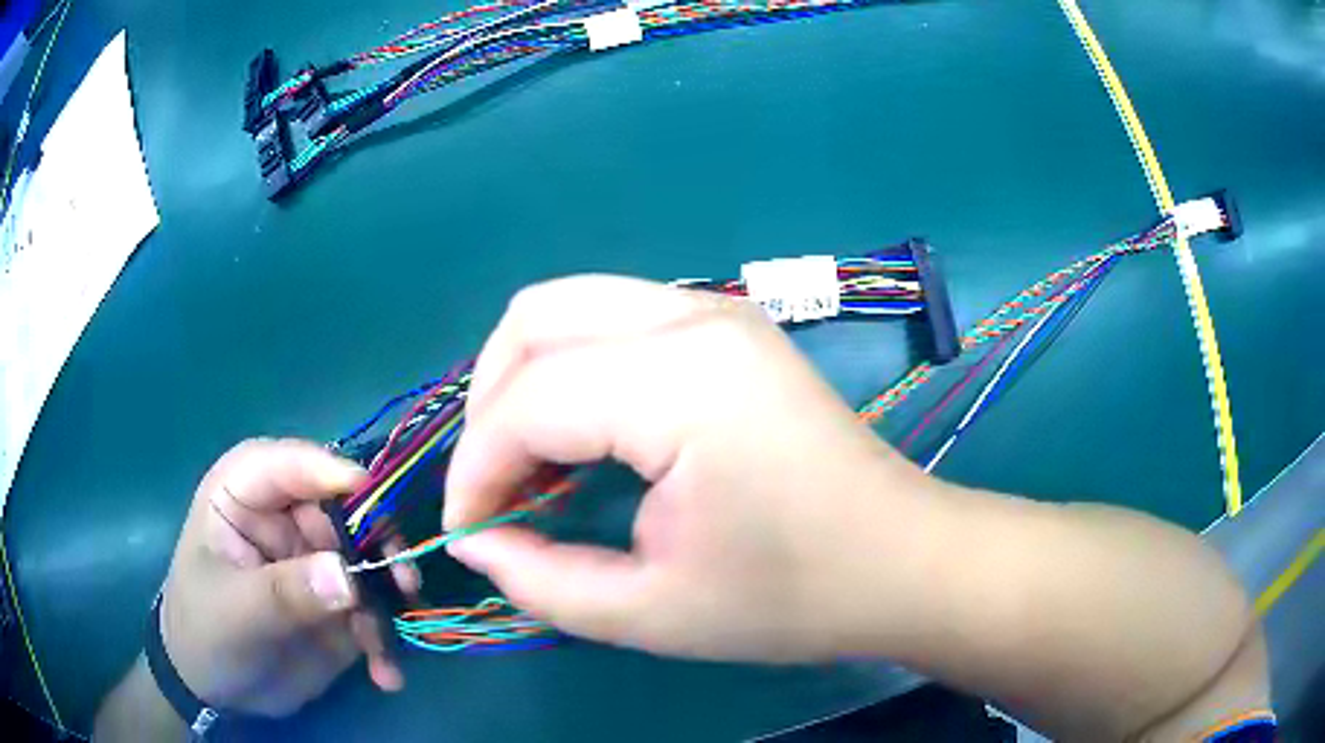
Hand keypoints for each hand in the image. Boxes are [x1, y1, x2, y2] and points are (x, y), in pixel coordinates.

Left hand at [159, 438, 419, 716]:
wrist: (215, 688)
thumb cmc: (204, 630)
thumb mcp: (236, 611)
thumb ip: (285, 591)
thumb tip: (348, 576)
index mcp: (245, 494)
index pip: (288, 465)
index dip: (331, 474)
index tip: (375, 501)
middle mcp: (286, 518)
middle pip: (345, 510)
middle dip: (378, 545)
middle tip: (405, 582)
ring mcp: (316, 562)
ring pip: (369, 562)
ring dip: (390, 598)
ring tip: (389, 641)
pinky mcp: (338, 604)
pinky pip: (374, 611)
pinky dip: (385, 640)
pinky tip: (385, 674)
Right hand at [442, 276, 935, 661]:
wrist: (900, 560)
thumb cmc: (793, 596)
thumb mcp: (651, 611)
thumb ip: (540, 579)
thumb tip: (474, 539)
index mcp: (683, 380)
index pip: (528, 400)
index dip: (475, 469)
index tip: (466, 532)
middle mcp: (695, 317)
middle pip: (534, 319)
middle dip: (488, 405)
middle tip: (494, 489)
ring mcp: (716, 311)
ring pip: (568, 308)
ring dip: (524, 381)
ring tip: (528, 467)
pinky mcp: (726, 327)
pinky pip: (611, 322)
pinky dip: (569, 370)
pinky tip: (578, 438)